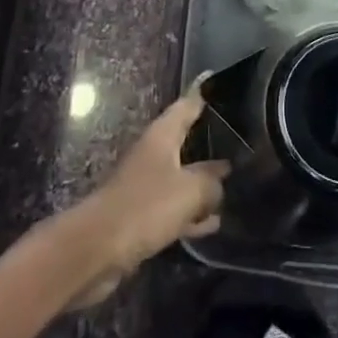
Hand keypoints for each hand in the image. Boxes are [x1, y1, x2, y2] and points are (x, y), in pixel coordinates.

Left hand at [64, 88, 229, 305]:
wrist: (97, 249)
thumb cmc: (145, 206)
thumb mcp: (189, 191)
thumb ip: (211, 182)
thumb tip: (222, 178)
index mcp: (162, 136)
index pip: (187, 106)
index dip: (204, 96)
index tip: (224, 87)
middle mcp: (153, 154)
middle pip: (185, 142)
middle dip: (210, 143)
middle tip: (240, 143)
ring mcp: (146, 185)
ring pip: (181, 178)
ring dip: (202, 185)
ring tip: (232, 187)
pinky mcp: (141, 216)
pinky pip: (174, 209)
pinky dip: (191, 214)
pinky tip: (211, 224)